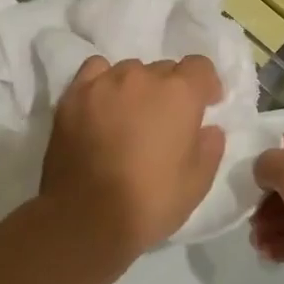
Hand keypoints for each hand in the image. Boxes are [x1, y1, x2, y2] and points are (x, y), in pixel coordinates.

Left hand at [39, 55, 225, 269]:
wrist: (85, 217)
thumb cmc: (150, 202)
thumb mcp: (197, 183)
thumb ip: (209, 147)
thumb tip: (208, 128)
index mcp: (179, 94)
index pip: (199, 66)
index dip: (205, 85)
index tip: (205, 106)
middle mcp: (141, 77)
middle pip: (164, 70)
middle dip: (170, 91)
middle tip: (164, 122)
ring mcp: (104, 83)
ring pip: (129, 71)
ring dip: (136, 88)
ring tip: (129, 117)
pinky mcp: (73, 95)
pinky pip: (95, 73)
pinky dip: (103, 84)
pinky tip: (102, 106)